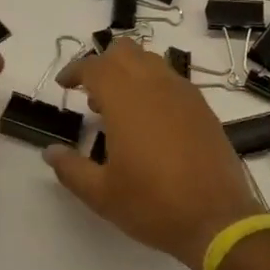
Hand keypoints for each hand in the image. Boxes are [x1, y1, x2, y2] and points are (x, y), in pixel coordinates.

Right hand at [43, 38, 264, 265]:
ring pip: (151, 61)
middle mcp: (155, 85)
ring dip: (130, 72)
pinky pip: (172, 80)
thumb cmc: (153, 204)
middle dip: (103, 64)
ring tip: (120, 108)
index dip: (74, 71)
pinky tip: (151, 120)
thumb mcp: (102, 194)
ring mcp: (183, 93)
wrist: (217, 219)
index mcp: (126, 99)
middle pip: (125, 51)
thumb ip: (71, 169)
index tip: (63, 85)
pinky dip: (154, 86)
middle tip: (92, 96)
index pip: (94, 66)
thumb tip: (51, 152)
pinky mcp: (202, 107)